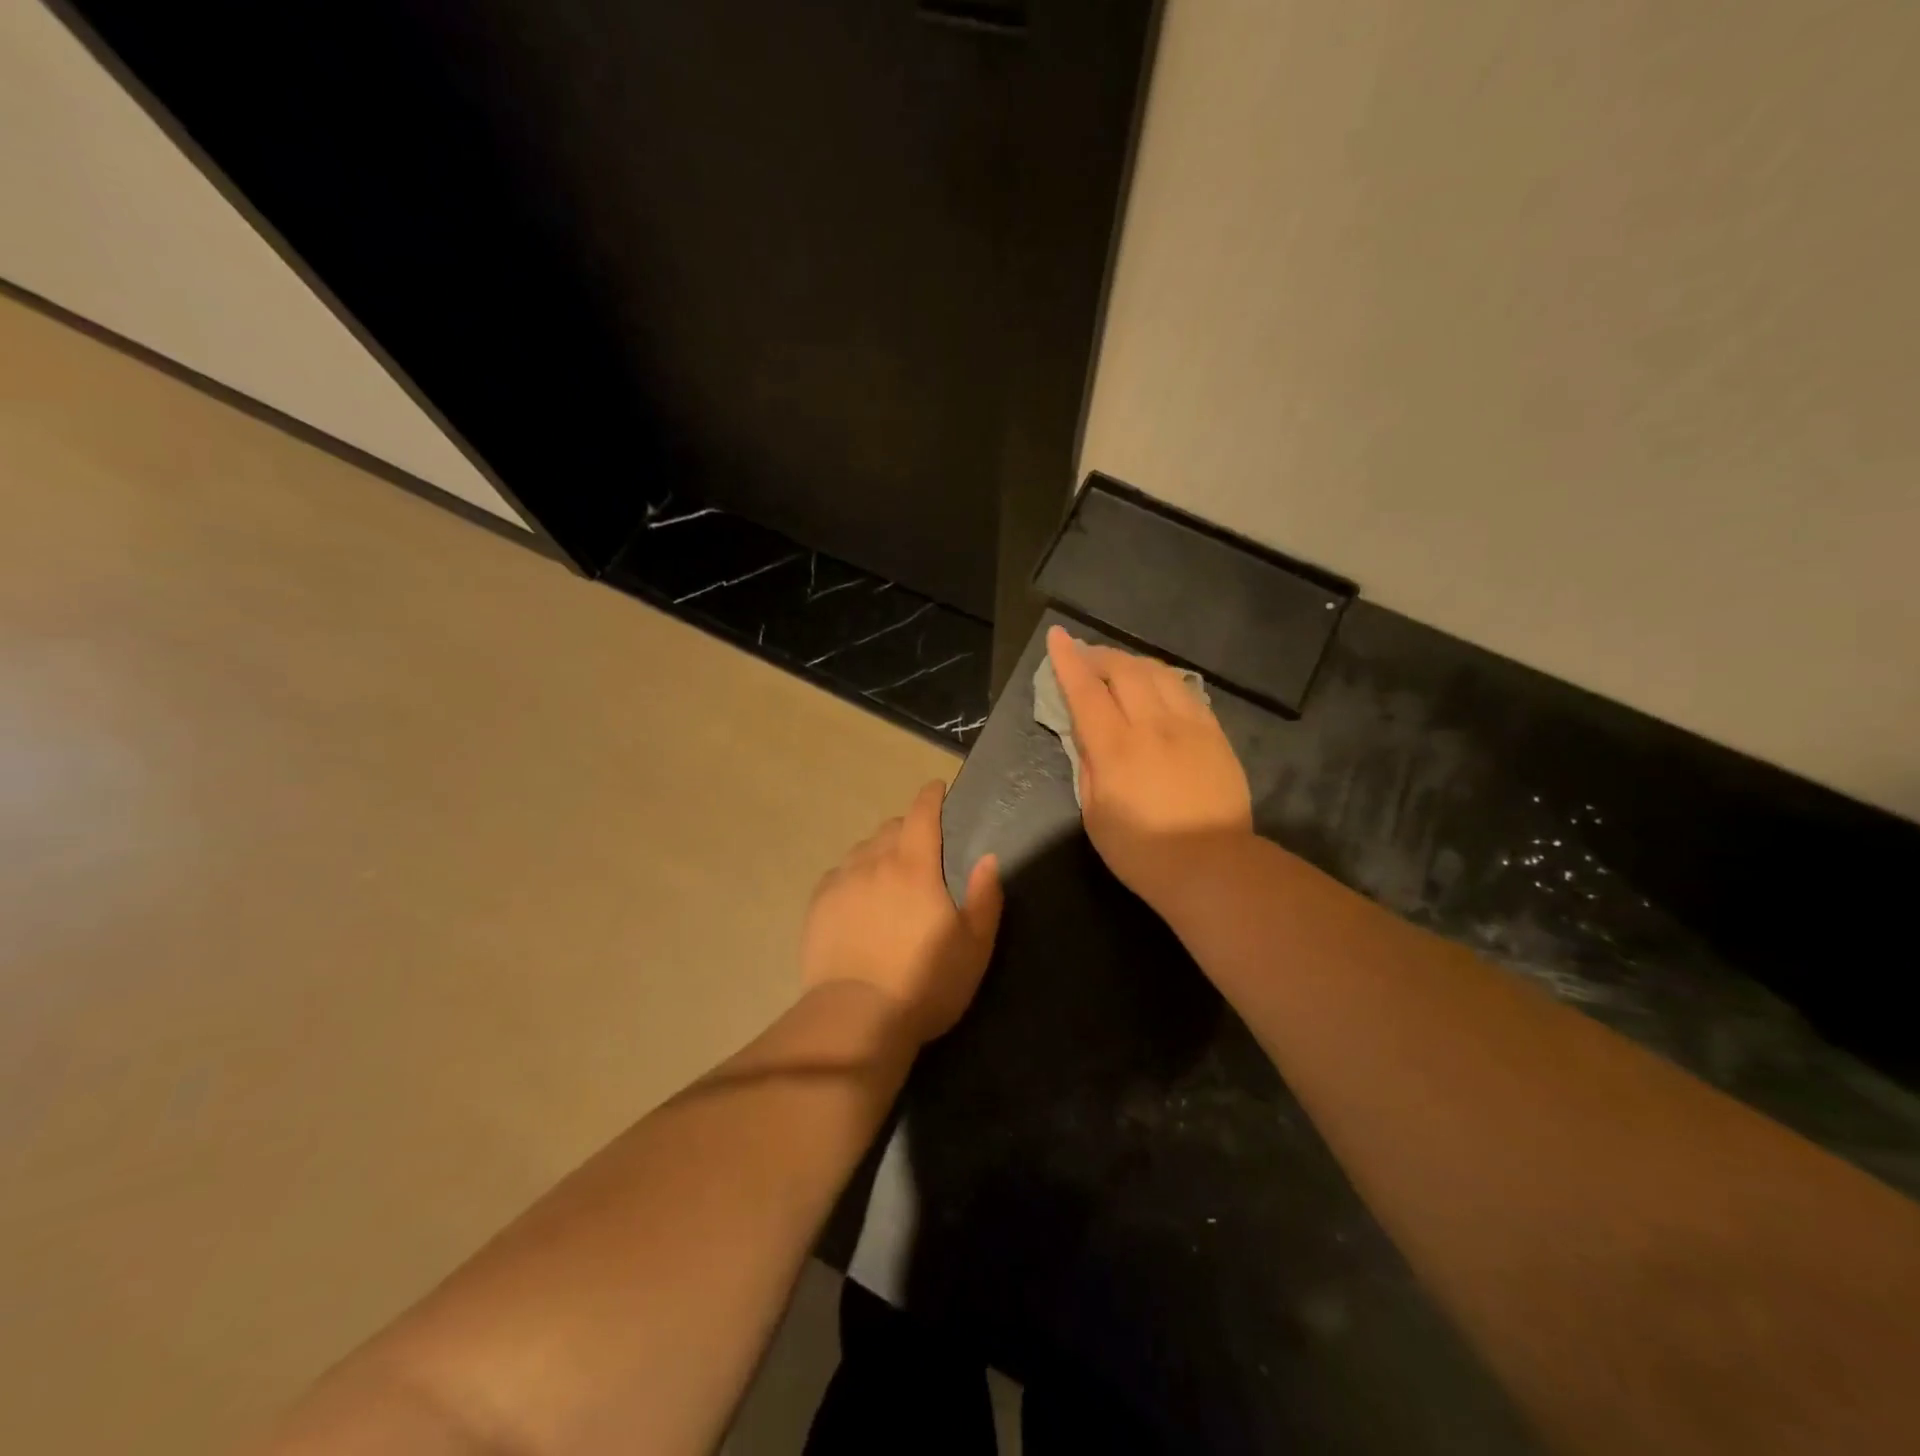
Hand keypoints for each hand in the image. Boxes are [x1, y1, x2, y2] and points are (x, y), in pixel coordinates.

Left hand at [801, 780, 1002, 1045]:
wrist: (856, 1018)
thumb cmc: (924, 983)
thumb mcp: (974, 947)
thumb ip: (986, 897)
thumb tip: (988, 857)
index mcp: (915, 866)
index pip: (922, 813)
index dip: (931, 796)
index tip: (937, 789)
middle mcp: (874, 862)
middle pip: (891, 828)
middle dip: (908, 829)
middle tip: (921, 851)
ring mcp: (841, 882)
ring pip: (862, 850)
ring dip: (879, 852)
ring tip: (888, 876)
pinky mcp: (818, 905)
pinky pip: (839, 874)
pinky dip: (853, 875)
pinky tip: (858, 898)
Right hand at [1046, 626, 1253, 910]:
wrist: (1213, 866)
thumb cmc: (1142, 852)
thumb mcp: (1095, 816)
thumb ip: (1088, 768)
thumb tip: (1086, 738)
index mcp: (1116, 748)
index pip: (1086, 690)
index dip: (1068, 661)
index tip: (1057, 636)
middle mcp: (1153, 725)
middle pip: (1124, 670)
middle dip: (1099, 655)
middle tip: (1084, 655)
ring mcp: (1189, 726)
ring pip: (1159, 673)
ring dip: (1132, 662)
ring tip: (1118, 667)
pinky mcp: (1215, 734)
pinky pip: (1186, 691)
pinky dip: (1163, 679)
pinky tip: (1157, 685)